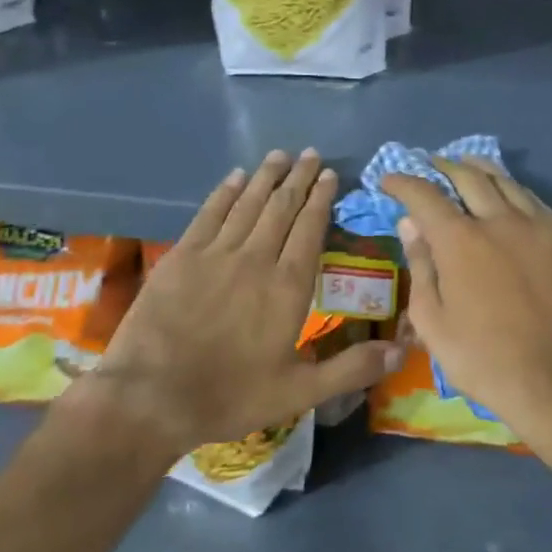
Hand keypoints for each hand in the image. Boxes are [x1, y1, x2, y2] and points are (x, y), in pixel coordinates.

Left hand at [68, 150, 399, 460]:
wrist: (150, 398)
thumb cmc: (230, 396)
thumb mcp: (298, 393)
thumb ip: (350, 369)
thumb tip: (400, 353)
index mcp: (288, 286)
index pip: (310, 229)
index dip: (321, 199)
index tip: (329, 175)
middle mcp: (256, 258)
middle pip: (282, 207)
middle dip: (299, 178)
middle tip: (310, 154)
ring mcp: (216, 253)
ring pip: (248, 203)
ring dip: (266, 177)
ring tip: (280, 155)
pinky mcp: (182, 256)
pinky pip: (210, 213)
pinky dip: (225, 192)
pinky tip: (236, 177)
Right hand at [382, 159, 551, 449]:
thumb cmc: (482, 358)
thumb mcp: (433, 321)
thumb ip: (420, 266)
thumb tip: (410, 225)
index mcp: (460, 241)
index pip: (425, 195)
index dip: (402, 182)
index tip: (388, 180)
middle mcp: (498, 221)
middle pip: (467, 177)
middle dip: (442, 166)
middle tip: (428, 166)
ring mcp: (534, 226)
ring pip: (504, 180)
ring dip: (478, 169)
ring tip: (464, 165)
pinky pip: (531, 198)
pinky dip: (510, 187)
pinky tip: (505, 192)